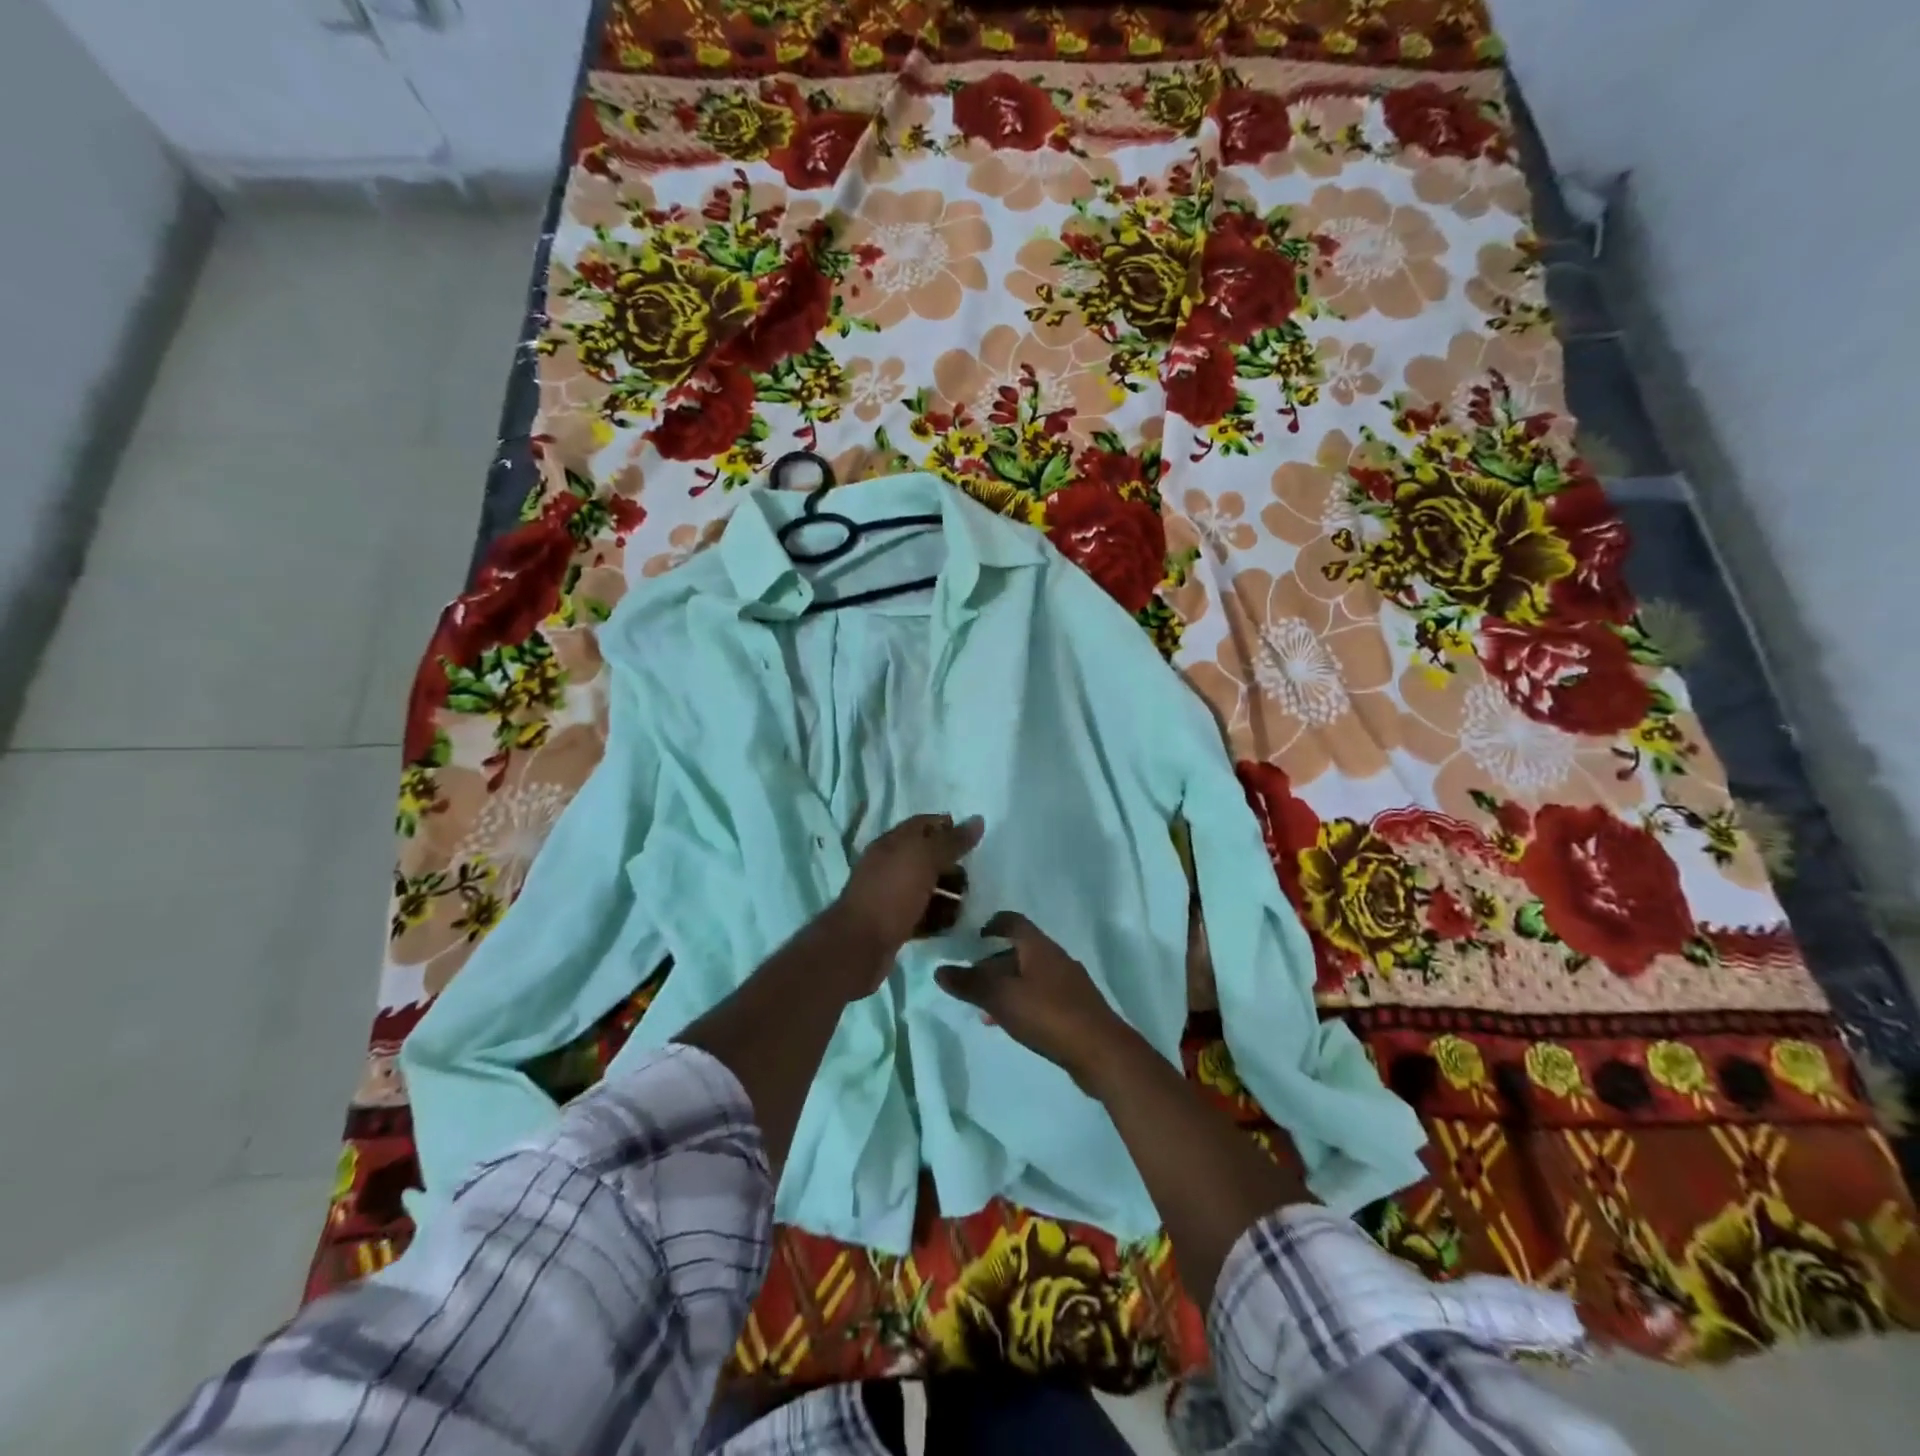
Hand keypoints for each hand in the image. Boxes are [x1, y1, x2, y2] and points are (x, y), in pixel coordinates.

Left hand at [831, 813, 984, 989]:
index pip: (923, 825)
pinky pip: (923, 914)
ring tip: (969, 904)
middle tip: (975, 877)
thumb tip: (978, 820)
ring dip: (949, 894)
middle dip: (952, 865)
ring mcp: (890, 895)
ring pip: (926, 888)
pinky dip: (938, 917)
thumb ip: (952, 841)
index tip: (974, 840)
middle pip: (927, 858)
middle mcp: (889, 866)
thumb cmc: (892, 893)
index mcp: (892, 843)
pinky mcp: (894, 923)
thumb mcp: (925, 860)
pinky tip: (955, 924)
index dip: (948, 827)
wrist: (860, 944)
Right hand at [935, 912, 1129, 1090]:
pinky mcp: (1076, 1007)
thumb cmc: (1048, 1015)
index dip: (991, 925)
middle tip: (971, 982)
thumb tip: (940, 970)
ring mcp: (1069, 982)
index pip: (1012, 922)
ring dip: (1006, 986)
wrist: (1102, 1051)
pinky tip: (1012, 1024)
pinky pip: (1042, 995)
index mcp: (1038, 947)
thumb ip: (970, 984)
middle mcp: (1055, 957)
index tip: (972, 939)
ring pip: (1029, 975)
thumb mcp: (1001, 999)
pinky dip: (1022, 1001)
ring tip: (985, 1009)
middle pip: (1018, 950)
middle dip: (992, 964)